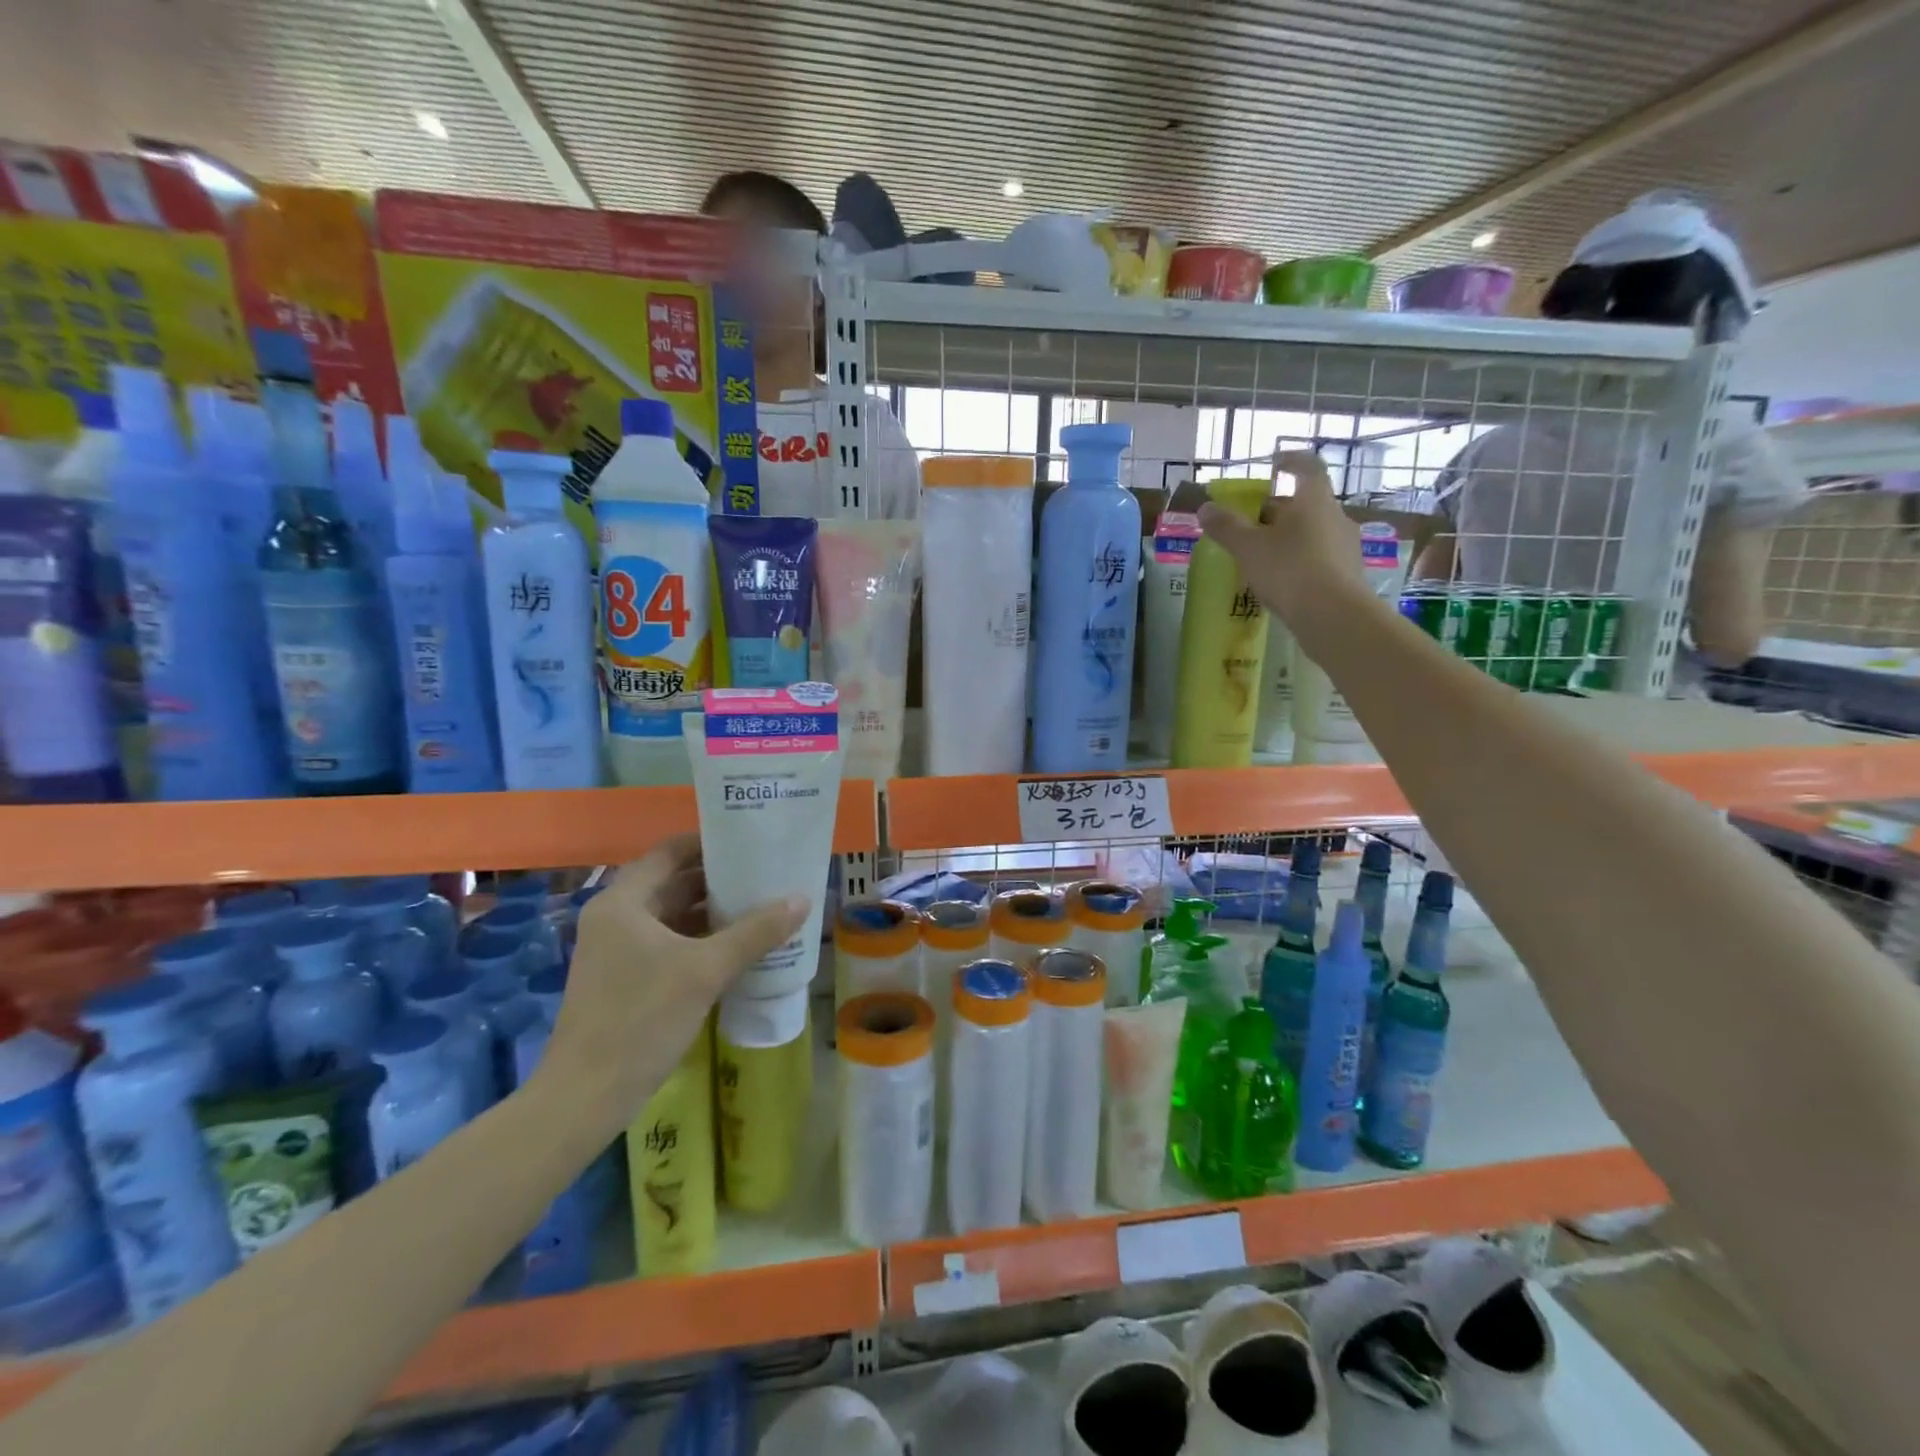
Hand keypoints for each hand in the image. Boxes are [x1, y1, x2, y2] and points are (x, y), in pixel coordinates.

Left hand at [546, 835, 806, 1123]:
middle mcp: (617, 917)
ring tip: (763, 904)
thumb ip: (755, 932)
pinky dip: (702, 940)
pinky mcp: (627, 979)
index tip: (752, 841)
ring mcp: (619, 950)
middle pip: (674, 882)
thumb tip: (802, 899)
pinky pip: (670, 944)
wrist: (585, 1099)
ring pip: (674, 916)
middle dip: (719, 879)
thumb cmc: (641, 1020)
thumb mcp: (706, 971)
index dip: (710, 843)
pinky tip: (740, 946)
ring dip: (714, 912)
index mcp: (623, 902)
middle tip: (767, 873)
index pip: (670, 852)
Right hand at [1198, 449, 1362, 619]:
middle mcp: (1335, 516)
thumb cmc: (1289, 569)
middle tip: (1251, 522)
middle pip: (1306, 503)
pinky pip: (1319, 557)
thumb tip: (1206, 508)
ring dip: (1289, 536)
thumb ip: (1226, 526)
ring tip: (1263, 554)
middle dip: (1278, 509)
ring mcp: (1346, 545)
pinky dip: (1299, 560)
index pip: (1307, 467)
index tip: (1274, 463)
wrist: (1333, 615)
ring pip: (1313, 531)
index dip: (1290, 461)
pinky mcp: (1348, 573)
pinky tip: (1282, 579)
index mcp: (1314, 500)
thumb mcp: (1248, 547)